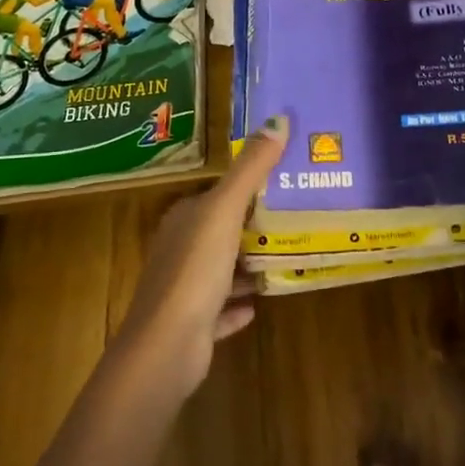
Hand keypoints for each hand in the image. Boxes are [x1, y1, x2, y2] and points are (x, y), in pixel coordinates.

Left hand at [114, 117, 287, 398]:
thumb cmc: (195, 269)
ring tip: (285, 258)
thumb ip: (251, 168)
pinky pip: (220, 310)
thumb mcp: (225, 210)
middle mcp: (179, 249)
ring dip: (246, 266)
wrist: (167, 345)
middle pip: (220, 231)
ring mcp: (183, 289)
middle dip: (252, 227)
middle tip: (297, 220)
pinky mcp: (192, 325)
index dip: (247, 188)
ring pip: (221, 270)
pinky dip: (237, 305)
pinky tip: (258, 303)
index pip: (216, 194)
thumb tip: (278, 119)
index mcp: (184, 218)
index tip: (284, 184)